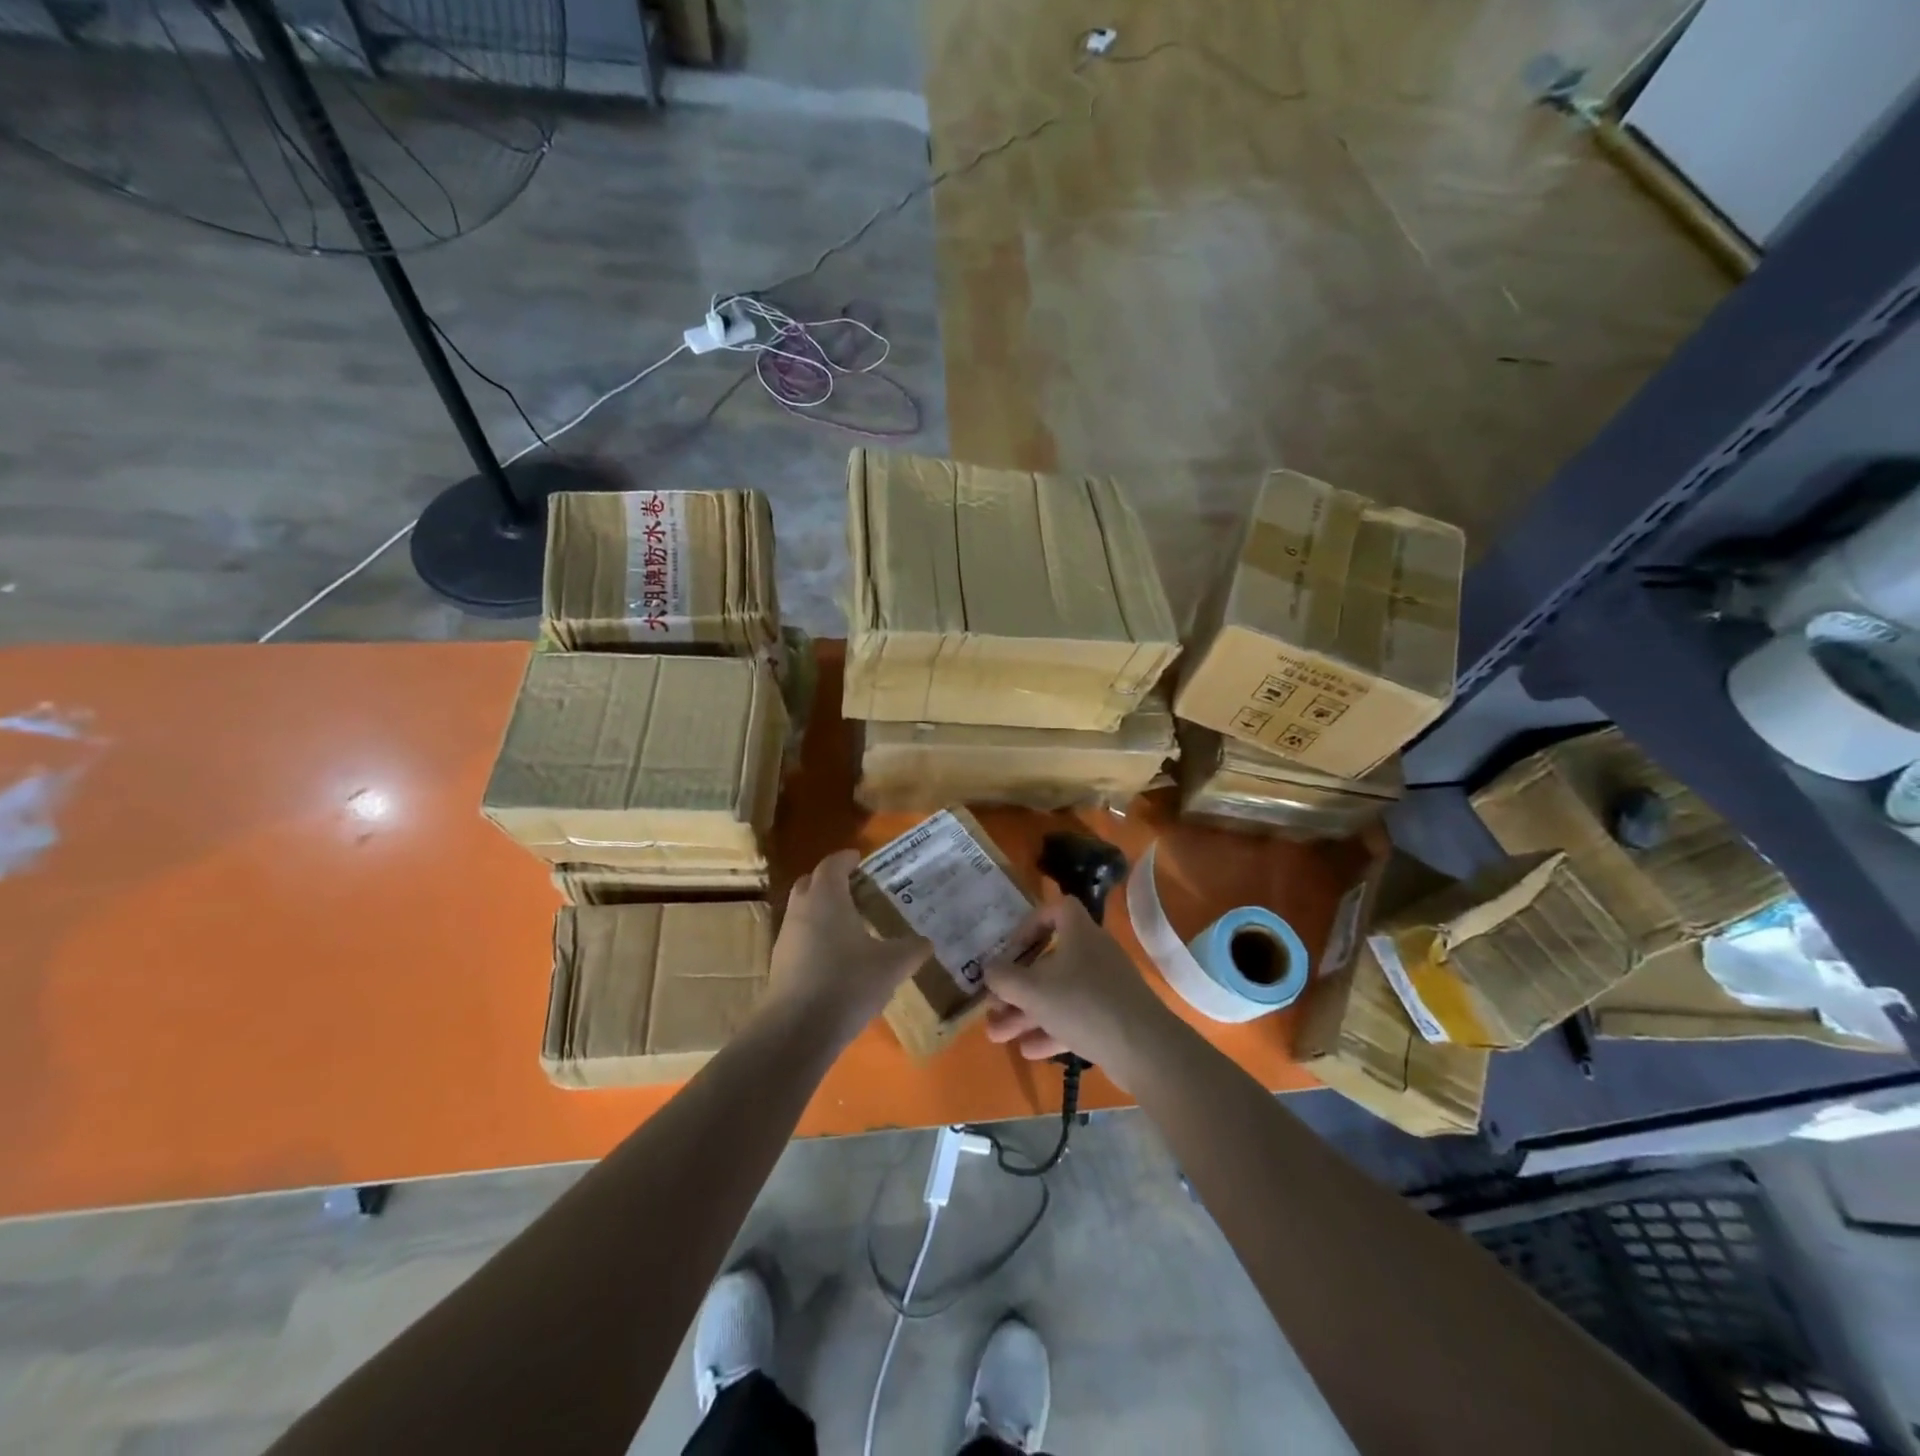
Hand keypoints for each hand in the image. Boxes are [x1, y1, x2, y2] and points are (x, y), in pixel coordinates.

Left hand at [764, 850, 927, 1048]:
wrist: (797, 1029)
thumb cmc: (847, 982)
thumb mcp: (891, 965)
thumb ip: (911, 949)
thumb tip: (926, 942)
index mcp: (827, 897)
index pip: (832, 865)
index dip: (846, 859)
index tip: (859, 858)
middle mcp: (802, 910)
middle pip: (810, 883)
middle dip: (829, 881)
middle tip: (854, 888)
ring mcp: (786, 938)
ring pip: (802, 911)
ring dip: (821, 910)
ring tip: (848, 924)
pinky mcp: (779, 965)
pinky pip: (799, 938)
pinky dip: (815, 937)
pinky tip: (835, 958)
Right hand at [982, 896, 1178, 1087]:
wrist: (1144, 1049)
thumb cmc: (1084, 1004)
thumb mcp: (1033, 990)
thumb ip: (1004, 978)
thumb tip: (989, 969)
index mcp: (1080, 933)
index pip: (1057, 910)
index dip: (1030, 925)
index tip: (1011, 950)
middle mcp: (1093, 954)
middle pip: (1049, 961)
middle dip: (1017, 985)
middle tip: (992, 1005)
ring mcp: (1104, 988)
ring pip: (1058, 994)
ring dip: (1026, 1013)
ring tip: (996, 1035)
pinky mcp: (1111, 1018)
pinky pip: (1074, 1017)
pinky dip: (1049, 1029)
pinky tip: (1026, 1050)